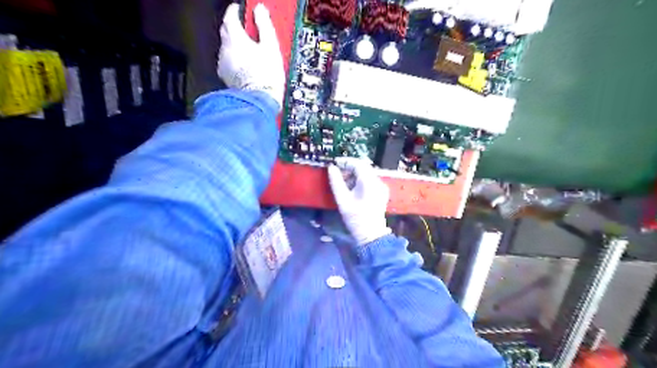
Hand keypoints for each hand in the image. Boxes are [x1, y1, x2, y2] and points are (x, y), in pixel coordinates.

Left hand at [217, 3, 284, 109]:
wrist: (260, 100)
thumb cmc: (266, 75)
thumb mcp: (271, 47)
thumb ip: (264, 26)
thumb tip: (261, 11)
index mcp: (235, 39)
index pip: (230, 17)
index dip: (235, 11)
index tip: (240, 10)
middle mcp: (225, 50)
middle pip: (226, 32)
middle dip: (234, 28)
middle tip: (246, 29)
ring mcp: (224, 65)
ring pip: (227, 48)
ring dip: (236, 46)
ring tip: (249, 51)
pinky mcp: (226, 77)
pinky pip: (228, 63)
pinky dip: (235, 60)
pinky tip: (246, 66)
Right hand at [327, 158, 389, 246]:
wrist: (371, 234)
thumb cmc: (355, 218)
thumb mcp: (342, 200)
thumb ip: (336, 182)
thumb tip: (331, 168)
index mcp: (369, 182)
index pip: (358, 164)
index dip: (345, 161)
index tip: (334, 164)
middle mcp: (378, 181)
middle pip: (363, 167)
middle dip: (349, 168)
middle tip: (337, 173)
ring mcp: (381, 187)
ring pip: (367, 173)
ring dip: (354, 174)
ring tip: (343, 183)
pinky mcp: (381, 192)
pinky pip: (370, 180)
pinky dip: (360, 180)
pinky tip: (352, 189)